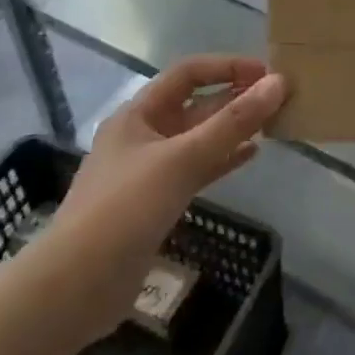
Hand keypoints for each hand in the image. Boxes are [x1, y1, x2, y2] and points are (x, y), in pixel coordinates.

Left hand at [50, 55, 286, 331]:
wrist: (75, 288)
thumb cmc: (125, 209)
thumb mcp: (182, 159)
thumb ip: (233, 122)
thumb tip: (279, 83)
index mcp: (138, 114)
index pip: (188, 73)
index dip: (227, 67)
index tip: (267, 73)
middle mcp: (143, 135)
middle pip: (196, 105)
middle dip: (235, 97)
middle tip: (279, 98)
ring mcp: (149, 171)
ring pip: (199, 138)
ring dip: (233, 128)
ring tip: (273, 122)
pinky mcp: (157, 203)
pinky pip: (197, 169)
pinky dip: (223, 160)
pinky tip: (252, 155)